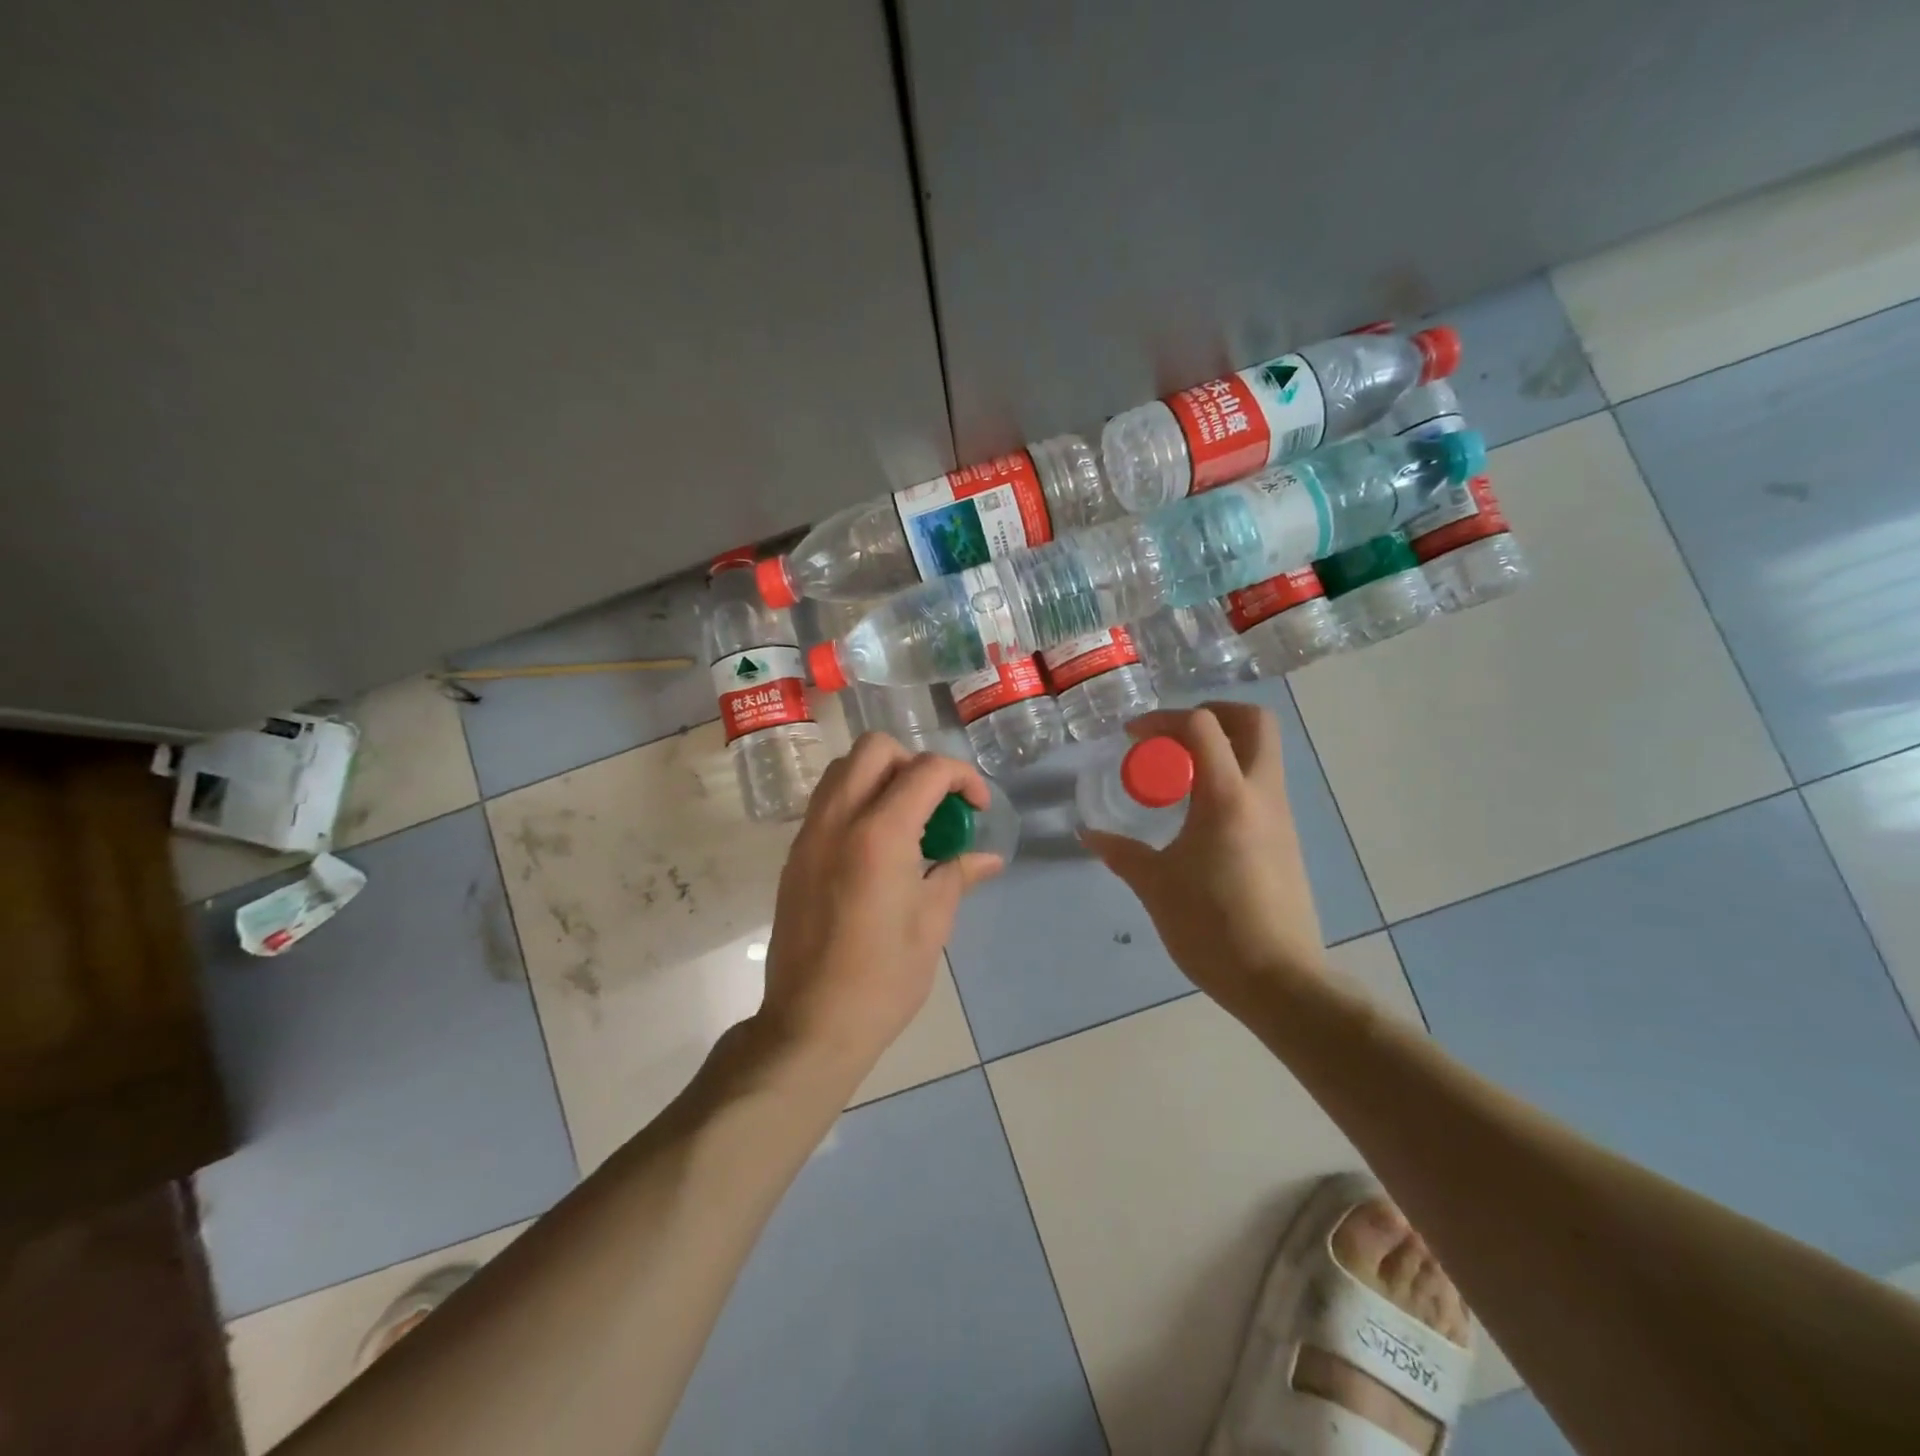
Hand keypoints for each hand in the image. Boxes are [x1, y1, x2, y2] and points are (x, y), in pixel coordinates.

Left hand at [761, 733, 1002, 1074]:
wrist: (812, 1022)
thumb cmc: (883, 978)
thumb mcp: (933, 924)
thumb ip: (957, 874)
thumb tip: (987, 858)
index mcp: (880, 834)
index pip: (926, 770)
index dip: (962, 777)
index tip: (977, 807)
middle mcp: (839, 819)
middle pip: (875, 748)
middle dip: (915, 762)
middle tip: (936, 804)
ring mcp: (810, 833)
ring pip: (844, 768)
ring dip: (881, 776)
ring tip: (907, 820)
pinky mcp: (795, 853)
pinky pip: (827, 800)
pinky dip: (856, 799)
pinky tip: (878, 845)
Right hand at [1081, 703, 1326, 1019]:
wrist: (1278, 979)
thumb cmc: (1211, 926)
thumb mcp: (1155, 886)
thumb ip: (1121, 853)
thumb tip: (1088, 834)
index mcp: (1227, 797)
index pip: (1203, 726)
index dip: (1164, 719)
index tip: (1134, 737)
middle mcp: (1262, 794)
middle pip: (1255, 722)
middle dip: (1213, 714)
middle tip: (1173, 735)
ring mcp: (1280, 815)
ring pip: (1262, 752)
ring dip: (1223, 746)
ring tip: (1179, 774)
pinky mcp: (1286, 838)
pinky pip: (1261, 784)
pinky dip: (1231, 776)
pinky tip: (1199, 811)